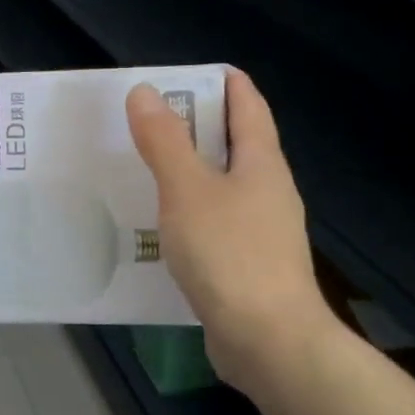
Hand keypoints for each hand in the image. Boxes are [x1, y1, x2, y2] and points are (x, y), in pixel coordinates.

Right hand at [127, 69, 340, 394]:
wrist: (268, 341)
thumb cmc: (230, 254)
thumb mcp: (188, 190)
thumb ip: (165, 141)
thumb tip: (146, 92)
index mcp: (262, 163)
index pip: (248, 106)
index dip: (224, 83)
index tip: (191, 72)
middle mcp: (269, 191)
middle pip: (236, 144)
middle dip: (198, 126)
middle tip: (151, 118)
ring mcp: (262, 231)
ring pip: (223, 186)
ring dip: (190, 172)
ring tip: (146, 168)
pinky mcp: (248, 266)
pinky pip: (215, 223)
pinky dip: (189, 212)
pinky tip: (160, 225)